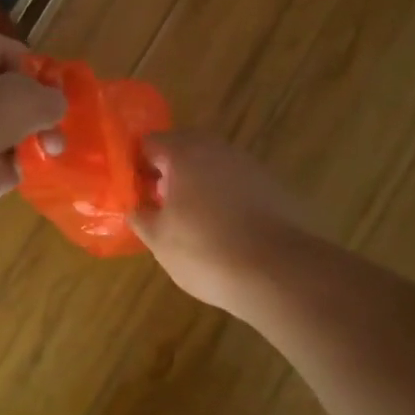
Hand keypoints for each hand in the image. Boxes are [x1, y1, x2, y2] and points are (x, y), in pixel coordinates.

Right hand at [129, 132, 315, 313]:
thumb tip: (137, 206)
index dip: (136, 167)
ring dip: (198, 185)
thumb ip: (140, 215)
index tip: (135, 194)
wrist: (279, 271)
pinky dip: (225, 199)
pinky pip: (237, 184)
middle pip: (183, 150)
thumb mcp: (159, 239)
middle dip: (168, 174)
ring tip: (191, 223)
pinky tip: (224, 231)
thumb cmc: (205, 250)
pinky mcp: (273, 186)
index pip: (149, 143)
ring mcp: (249, 165)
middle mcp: (218, 149)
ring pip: (213, 166)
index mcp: (184, 152)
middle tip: (159, 207)